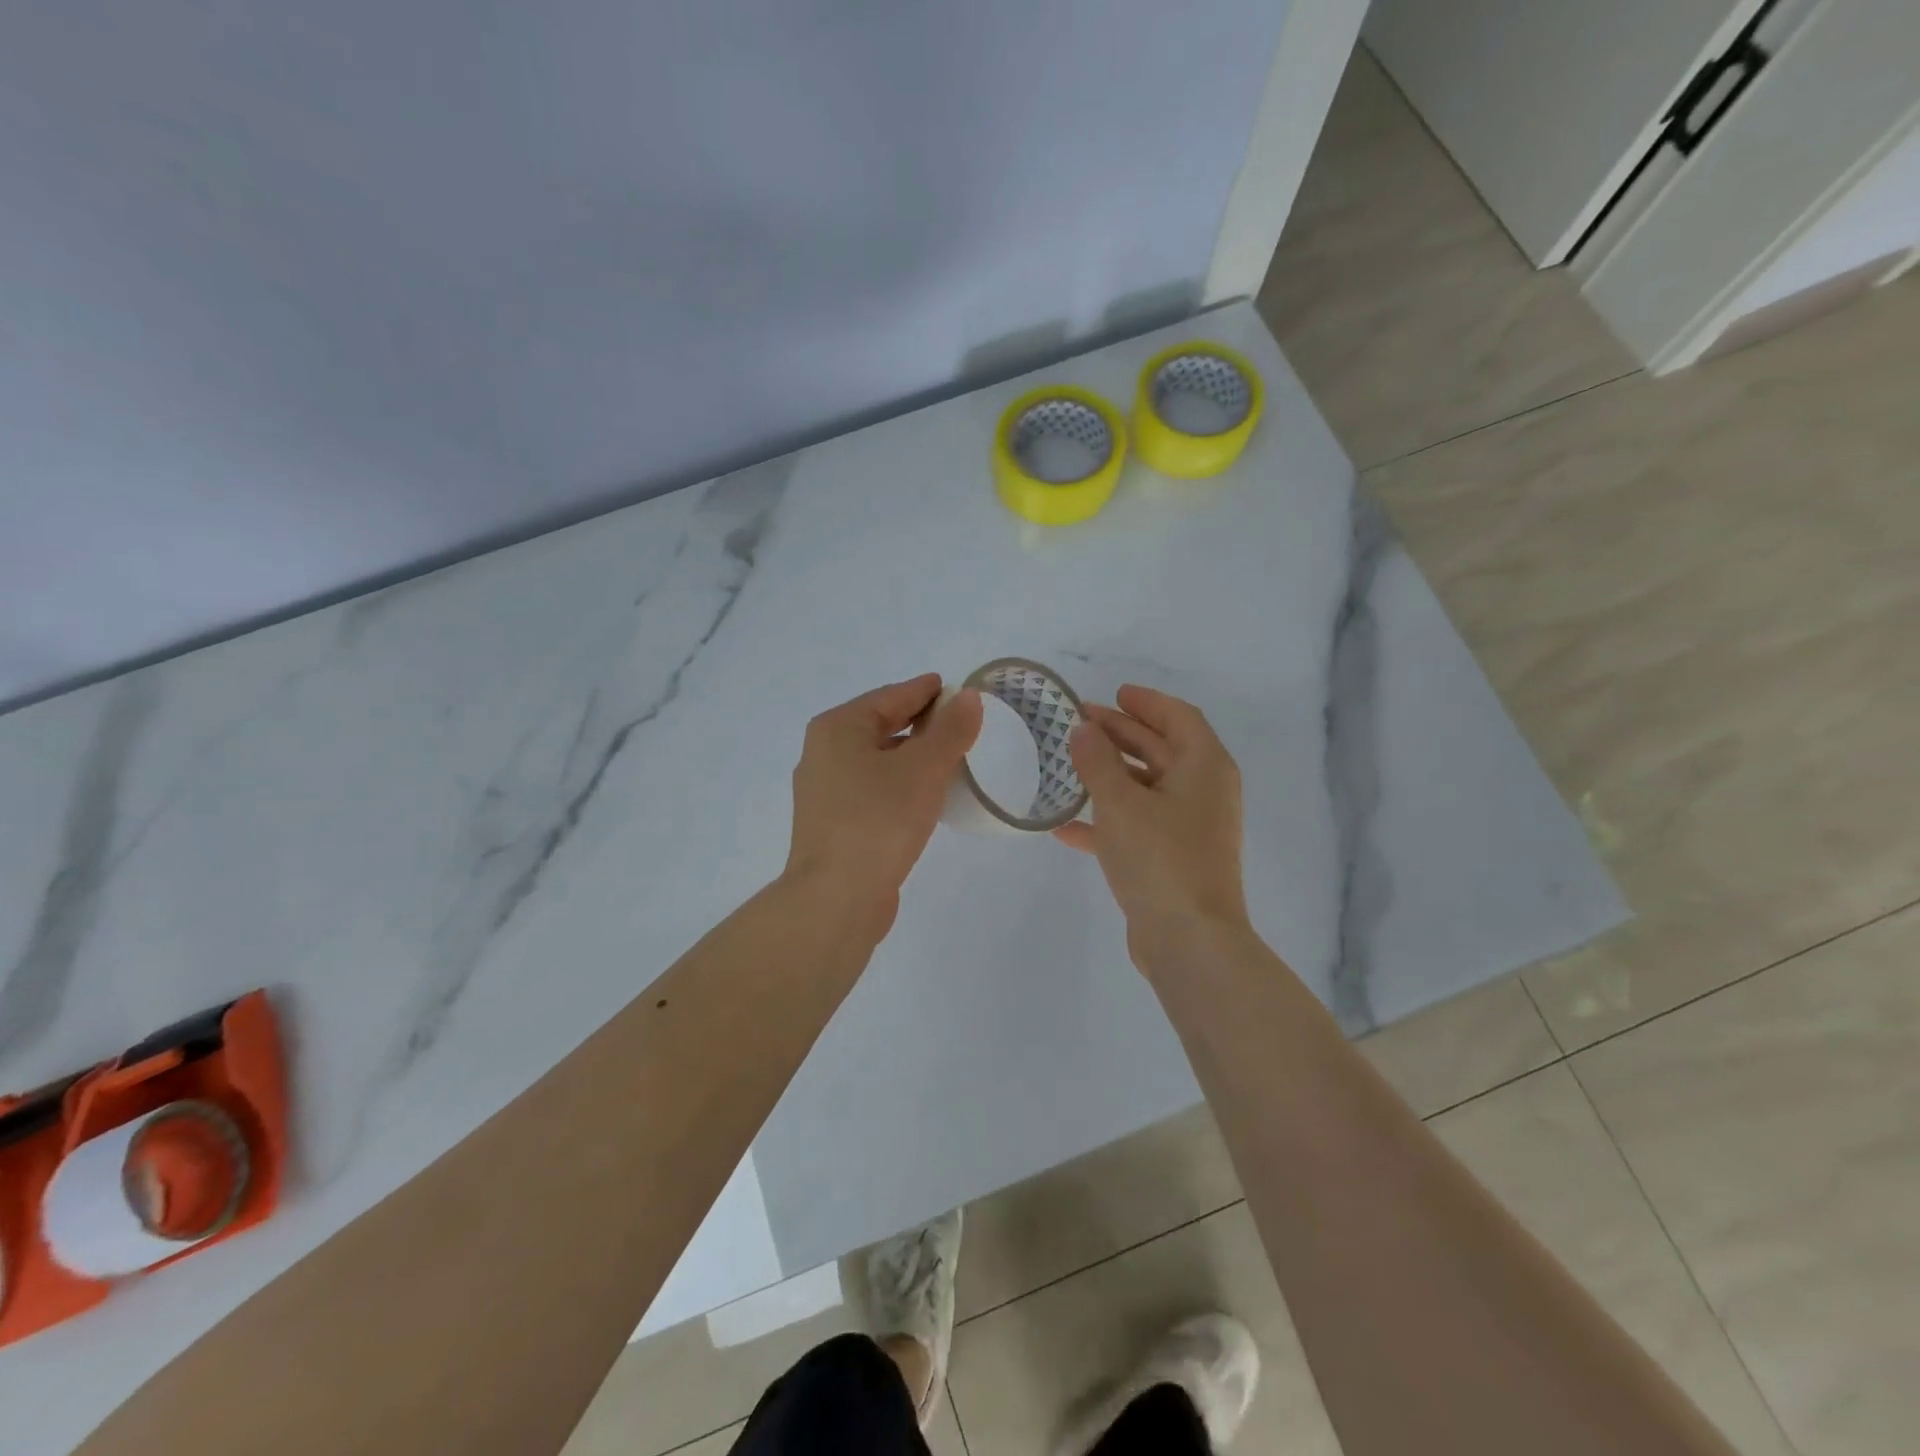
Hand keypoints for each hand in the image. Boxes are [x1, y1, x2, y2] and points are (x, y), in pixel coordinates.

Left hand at [785, 674, 982, 928]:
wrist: (836, 899)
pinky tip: (926, 797)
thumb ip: (950, 730)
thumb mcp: (924, 768)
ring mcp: (825, 792)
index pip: (892, 696)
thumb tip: (967, 697)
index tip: (959, 690)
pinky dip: (901, 785)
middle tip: (963, 725)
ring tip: (952, 760)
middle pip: (882, 726)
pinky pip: (874, 790)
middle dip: (923, 724)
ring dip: (913, 757)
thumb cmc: (879, 820)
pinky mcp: (835, 825)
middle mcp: (824, 753)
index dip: (928, 691)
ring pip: (879, 761)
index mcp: (838, 728)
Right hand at [1054, 685, 1250, 953]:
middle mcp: (1204, 792)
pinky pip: (1139, 825)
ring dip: (1111, 775)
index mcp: (1205, 767)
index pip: (1179, 717)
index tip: (1114, 693)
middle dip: (1121, 734)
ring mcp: (1191, 828)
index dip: (1147, 702)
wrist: (1189, 939)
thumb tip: (1083, 729)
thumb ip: (1097, 761)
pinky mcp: (1174, 859)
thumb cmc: (1159, 858)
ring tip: (1070, 764)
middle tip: (1080, 723)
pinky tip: (1067, 826)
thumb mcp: (1120, 802)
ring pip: (1147, 788)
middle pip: (1161, 749)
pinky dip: (1108, 820)